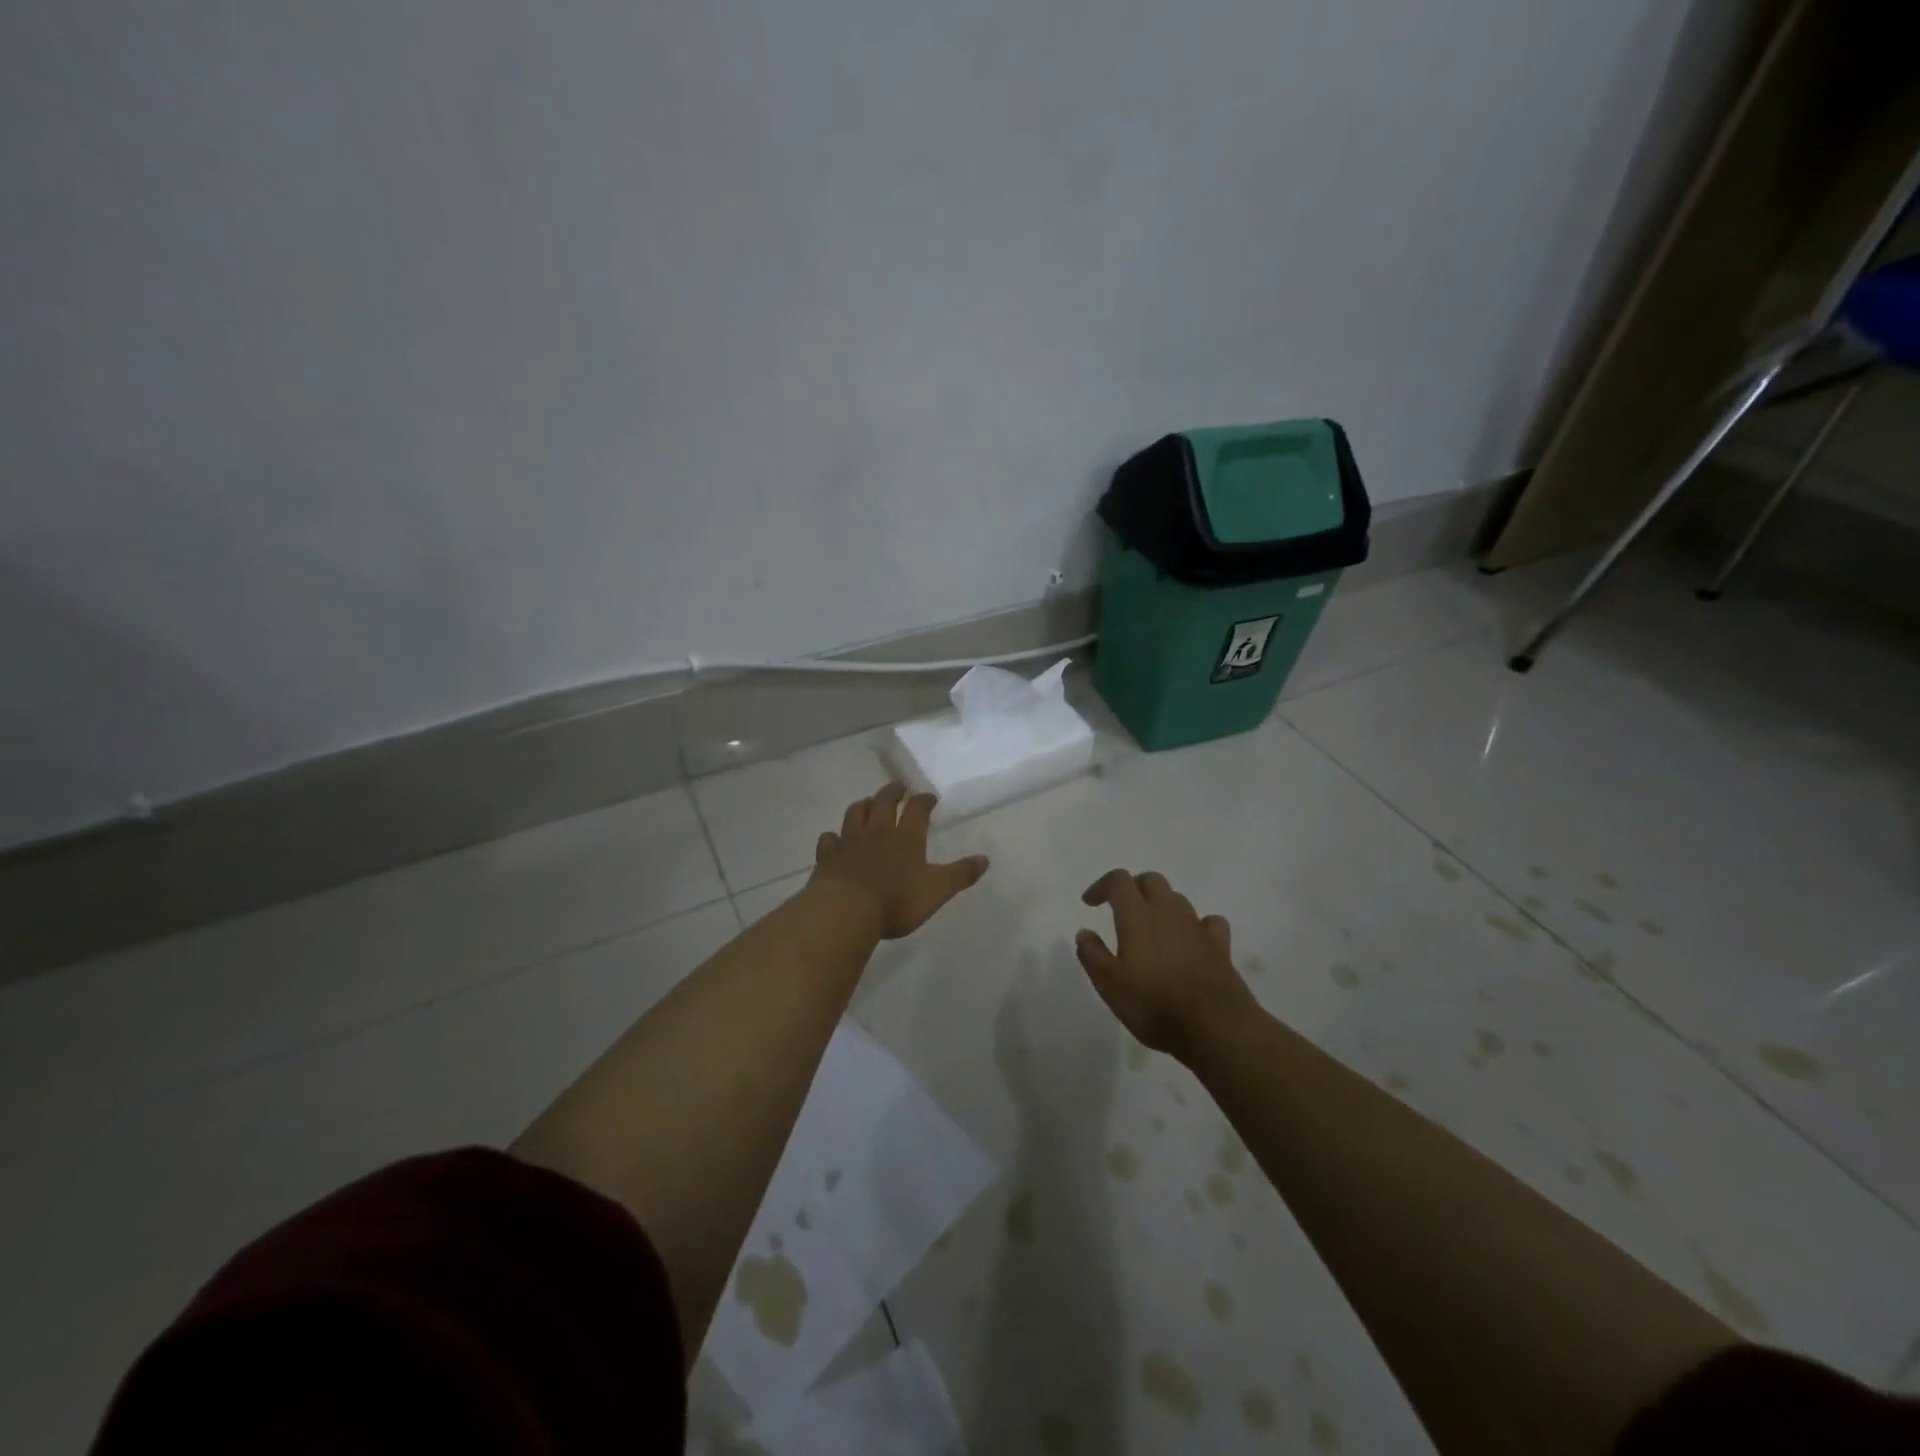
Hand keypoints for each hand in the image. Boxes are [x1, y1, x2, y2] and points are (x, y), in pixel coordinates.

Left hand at [809, 783, 990, 939]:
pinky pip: (829, 840)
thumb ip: (960, 874)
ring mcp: (849, 843)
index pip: (917, 809)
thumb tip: (984, 859)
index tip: (929, 796)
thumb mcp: (937, 890)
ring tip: (868, 802)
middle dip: (892, 791)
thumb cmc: (896, 901)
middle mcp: (877, 833)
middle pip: (883, 802)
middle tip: (898, 786)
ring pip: (855, 814)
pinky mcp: (828, 858)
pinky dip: (832, 836)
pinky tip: (834, 838)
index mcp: (906, 838)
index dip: (924, 800)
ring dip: (863, 805)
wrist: (846, 911)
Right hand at [1075, 870, 1258, 1060]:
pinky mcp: (1220, 945)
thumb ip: (1092, 954)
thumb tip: (1084, 932)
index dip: (1102, 886)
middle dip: (1133, 887)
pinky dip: (1196, 925)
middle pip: (1151, 880)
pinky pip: (1209, 922)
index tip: (1089, 904)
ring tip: (1152, 927)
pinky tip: (1191, 940)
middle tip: (1120, 908)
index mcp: (1137, 915)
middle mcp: (1168, 911)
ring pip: (1177, 899)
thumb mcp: (1109, 984)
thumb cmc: (1154, 1004)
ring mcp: (1197, 926)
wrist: (1215, 1027)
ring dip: (1161, 905)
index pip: (1119, 880)